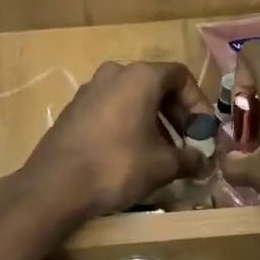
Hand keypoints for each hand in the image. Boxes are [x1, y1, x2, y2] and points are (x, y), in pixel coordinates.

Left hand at [20, 61, 209, 221]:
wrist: (55, 185)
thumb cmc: (117, 165)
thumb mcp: (162, 165)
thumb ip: (189, 159)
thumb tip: (205, 163)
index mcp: (140, 77)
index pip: (180, 76)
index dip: (198, 103)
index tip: (203, 132)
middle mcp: (114, 74)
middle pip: (156, 85)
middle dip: (176, 115)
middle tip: (187, 143)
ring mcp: (89, 90)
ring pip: (132, 98)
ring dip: (153, 122)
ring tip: (162, 153)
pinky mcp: (73, 110)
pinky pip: (111, 109)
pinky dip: (128, 125)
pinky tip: (132, 155)